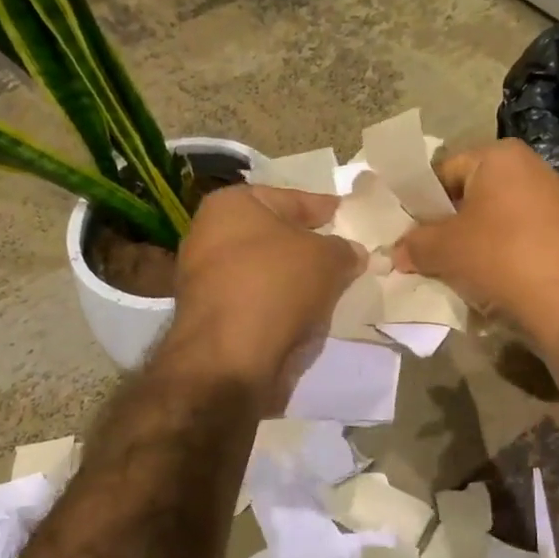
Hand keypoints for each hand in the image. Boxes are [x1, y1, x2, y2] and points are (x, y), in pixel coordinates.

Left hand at [170, 185, 363, 407]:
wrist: (231, 358)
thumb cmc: (277, 286)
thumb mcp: (327, 258)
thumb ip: (344, 250)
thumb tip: (352, 253)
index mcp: (231, 205)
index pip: (292, 199)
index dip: (326, 209)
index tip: (351, 218)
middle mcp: (210, 235)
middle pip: (276, 236)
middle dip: (310, 247)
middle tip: (347, 256)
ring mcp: (206, 278)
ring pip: (268, 272)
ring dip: (297, 280)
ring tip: (334, 288)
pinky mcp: (212, 316)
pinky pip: (259, 301)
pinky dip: (282, 305)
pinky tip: (310, 315)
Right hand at [393, 139, 558, 341]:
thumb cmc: (500, 257)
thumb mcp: (444, 249)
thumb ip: (415, 244)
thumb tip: (398, 252)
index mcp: (500, 155)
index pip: (443, 171)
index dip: (419, 202)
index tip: (404, 232)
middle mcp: (530, 168)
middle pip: (469, 195)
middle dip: (445, 224)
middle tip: (422, 253)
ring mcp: (552, 200)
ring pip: (493, 219)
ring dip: (470, 243)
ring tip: (450, 271)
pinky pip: (516, 237)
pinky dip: (497, 254)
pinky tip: (484, 281)